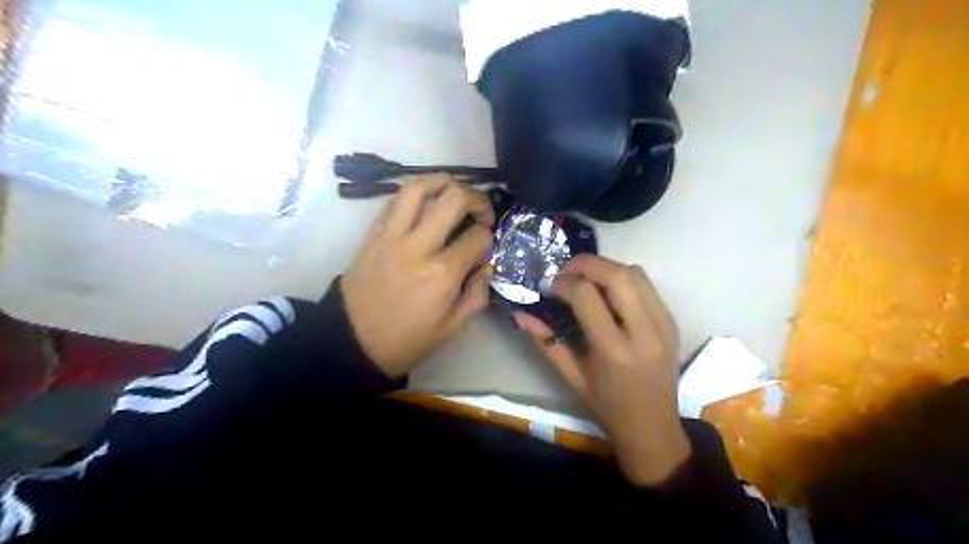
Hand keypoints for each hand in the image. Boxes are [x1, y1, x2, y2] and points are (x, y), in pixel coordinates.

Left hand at [339, 174, 491, 376]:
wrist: (351, 341)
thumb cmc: (405, 340)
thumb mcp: (451, 329)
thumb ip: (476, 296)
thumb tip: (486, 267)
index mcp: (442, 273)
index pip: (478, 237)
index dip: (489, 238)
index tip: (485, 248)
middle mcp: (419, 245)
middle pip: (454, 198)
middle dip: (477, 199)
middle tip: (481, 212)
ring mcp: (392, 235)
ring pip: (419, 187)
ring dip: (444, 181)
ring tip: (454, 191)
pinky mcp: (373, 233)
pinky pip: (395, 199)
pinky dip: (415, 193)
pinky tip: (425, 204)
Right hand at [515, 254, 687, 487]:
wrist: (653, 428)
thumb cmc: (607, 407)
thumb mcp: (571, 377)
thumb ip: (545, 341)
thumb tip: (520, 313)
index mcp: (614, 351)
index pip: (587, 296)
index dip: (563, 282)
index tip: (549, 285)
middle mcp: (644, 332)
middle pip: (617, 275)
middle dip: (586, 263)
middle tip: (565, 270)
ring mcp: (663, 325)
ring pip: (636, 273)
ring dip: (606, 267)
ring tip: (585, 278)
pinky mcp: (671, 322)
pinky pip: (647, 285)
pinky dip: (623, 278)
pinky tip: (607, 291)